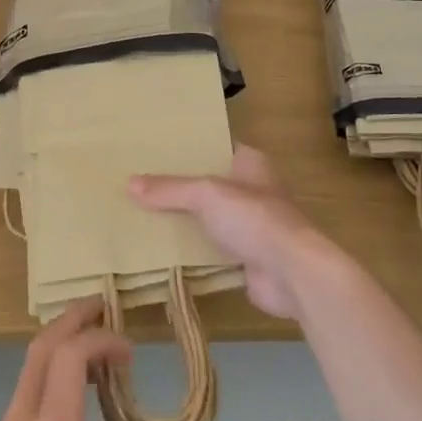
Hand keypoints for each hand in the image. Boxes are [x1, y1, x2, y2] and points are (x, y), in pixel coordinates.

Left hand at [0, 302, 143, 420]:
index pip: (71, 358)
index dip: (101, 340)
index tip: (128, 351)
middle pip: (42, 347)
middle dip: (73, 319)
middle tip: (102, 308)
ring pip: (30, 370)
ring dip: (61, 350)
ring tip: (95, 358)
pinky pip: (24, 397)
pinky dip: (50, 380)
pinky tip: (73, 408)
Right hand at [130, 144, 340, 321]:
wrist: (291, 274)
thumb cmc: (255, 219)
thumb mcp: (207, 195)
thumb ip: (171, 189)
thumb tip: (129, 183)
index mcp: (250, 163)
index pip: (216, 146)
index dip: (190, 146)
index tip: (156, 147)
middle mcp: (252, 190)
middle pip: (209, 184)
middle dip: (179, 186)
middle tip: (140, 182)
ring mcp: (250, 226)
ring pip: (208, 218)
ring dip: (184, 220)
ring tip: (142, 214)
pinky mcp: (245, 258)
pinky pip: (210, 249)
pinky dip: (190, 251)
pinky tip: (160, 250)